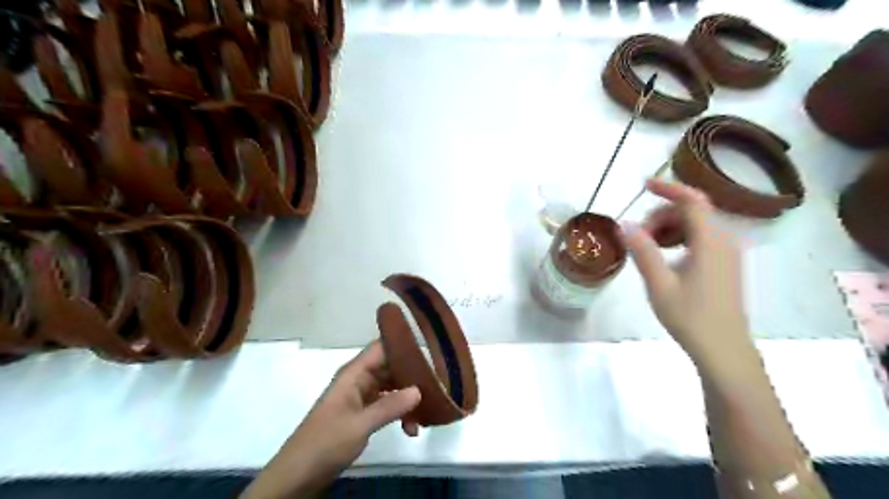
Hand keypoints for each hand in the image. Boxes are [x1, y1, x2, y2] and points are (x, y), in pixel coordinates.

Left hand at [241, 342, 421, 495]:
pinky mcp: (362, 414)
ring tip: (427, 412)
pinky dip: (400, 413)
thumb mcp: (360, 425)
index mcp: (354, 373)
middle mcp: (359, 380)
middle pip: (390, 367)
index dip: (403, 345)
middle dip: (412, 375)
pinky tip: (412, 429)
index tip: (429, 350)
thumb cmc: (325, 443)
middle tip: (438, 384)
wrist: (298, 475)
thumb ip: (390, 406)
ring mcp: (361, 397)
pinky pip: (387, 405)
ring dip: (408, 398)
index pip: (381, 348)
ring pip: (391, 387)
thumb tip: (419, 389)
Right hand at [624, 177, 748, 362]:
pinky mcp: (726, 264)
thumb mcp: (659, 284)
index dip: (668, 188)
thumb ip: (642, 250)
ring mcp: (728, 252)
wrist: (723, 349)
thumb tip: (624, 224)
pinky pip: (701, 238)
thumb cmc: (690, 317)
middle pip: (692, 211)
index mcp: (711, 241)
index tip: (642, 186)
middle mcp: (725, 240)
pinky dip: (680, 238)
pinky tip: (665, 256)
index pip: (692, 200)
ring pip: (696, 224)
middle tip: (638, 238)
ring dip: (669, 228)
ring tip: (648, 248)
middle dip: (661, 216)